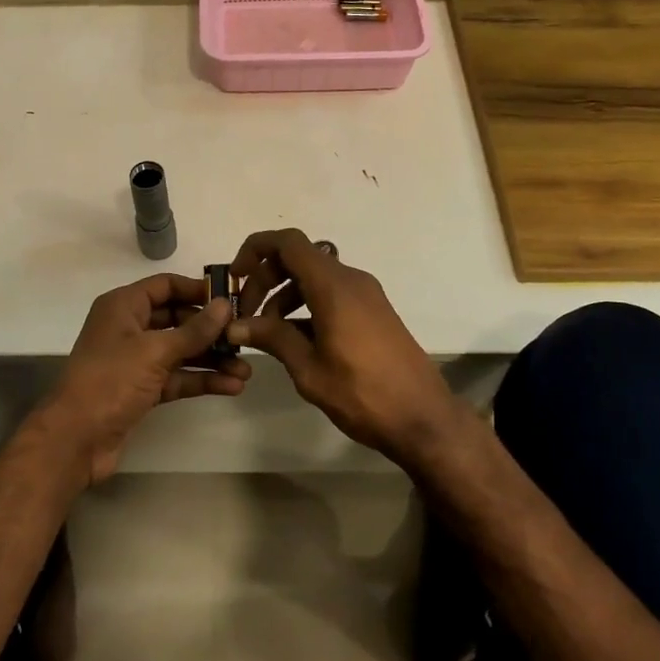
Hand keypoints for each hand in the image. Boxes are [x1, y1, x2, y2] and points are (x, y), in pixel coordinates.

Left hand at [36, 273, 249, 485]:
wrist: (76, 439)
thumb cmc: (111, 381)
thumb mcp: (155, 350)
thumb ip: (194, 330)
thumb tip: (225, 305)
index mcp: (124, 306)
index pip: (165, 286)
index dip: (198, 289)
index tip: (232, 298)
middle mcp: (129, 328)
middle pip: (177, 318)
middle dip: (210, 330)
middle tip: (244, 336)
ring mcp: (135, 361)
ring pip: (180, 351)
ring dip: (211, 359)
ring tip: (246, 369)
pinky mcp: (142, 390)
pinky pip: (177, 377)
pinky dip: (200, 380)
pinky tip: (231, 387)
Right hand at [226, 229, 458, 465]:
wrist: (423, 417)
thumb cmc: (363, 394)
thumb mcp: (309, 369)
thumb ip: (272, 339)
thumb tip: (236, 325)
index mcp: (334, 286)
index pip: (288, 243)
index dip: (256, 250)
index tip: (236, 279)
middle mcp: (351, 280)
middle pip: (298, 259)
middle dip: (266, 280)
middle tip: (246, 316)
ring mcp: (366, 294)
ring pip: (314, 277)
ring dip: (285, 297)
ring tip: (268, 335)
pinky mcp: (373, 310)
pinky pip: (332, 293)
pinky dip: (307, 306)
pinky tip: (296, 341)